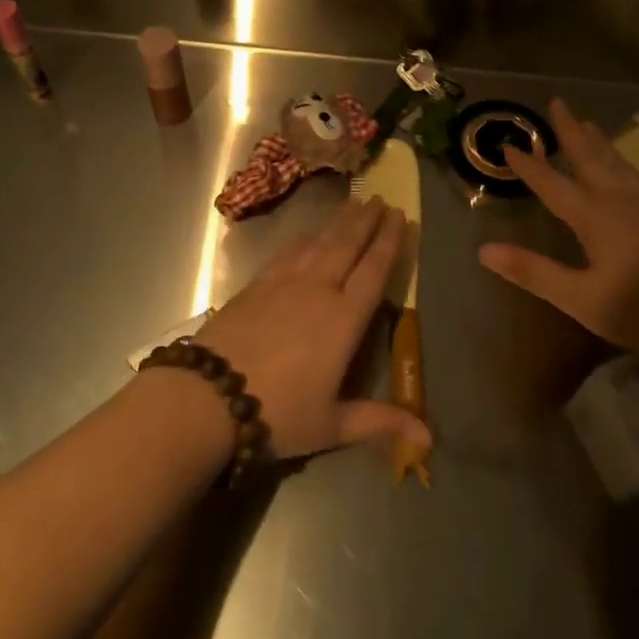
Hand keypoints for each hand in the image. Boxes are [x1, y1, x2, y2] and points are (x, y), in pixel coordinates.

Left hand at [197, 197, 431, 460]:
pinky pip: (289, 251)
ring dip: (340, 222)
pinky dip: (306, 237)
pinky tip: (310, 232)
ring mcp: (285, 283)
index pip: (373, 271)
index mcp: (343, 320)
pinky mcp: (257, 284)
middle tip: (383, 200)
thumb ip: (380, 421)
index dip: (389, 242)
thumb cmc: (277, 413)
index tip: (402, 217)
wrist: (209, 396)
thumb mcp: (332, 425)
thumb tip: (429, 439)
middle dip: (367, 221)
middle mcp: (318, 290)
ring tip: (356, 204)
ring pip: (320, 242)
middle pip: (348, 246)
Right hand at [477, 98, 638, 349]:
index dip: (530, 166)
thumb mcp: (581, 298)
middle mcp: (619, 201)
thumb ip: (534, 272)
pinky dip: (620, 159)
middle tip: (557, 103)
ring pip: (616, 163)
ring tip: (588, 123)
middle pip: (590, 158)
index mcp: (594, 217)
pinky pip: (633, 174)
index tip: (510, 145)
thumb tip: (484, 249)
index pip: (553, 185)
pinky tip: (625, 167)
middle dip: (571, 132)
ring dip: (597, 142)